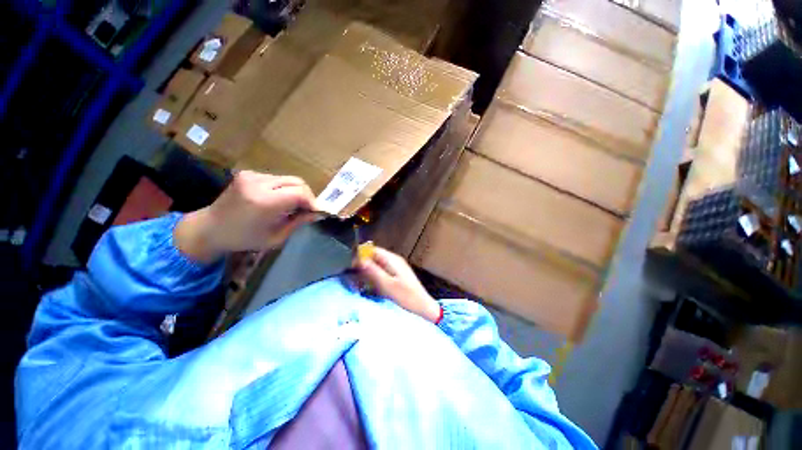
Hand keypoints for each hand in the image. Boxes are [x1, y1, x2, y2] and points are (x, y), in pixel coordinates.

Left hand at [174, 171, 316, 261]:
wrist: (210, 228)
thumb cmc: (243, 239)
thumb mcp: (275, 237)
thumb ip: (298, 222)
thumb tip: (317, 214)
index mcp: (263, 202)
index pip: (300, 193)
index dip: (313, 202)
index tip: (317, 212)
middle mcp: (258, 183)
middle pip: (297, 182)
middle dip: (307, 196)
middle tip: (308, 210)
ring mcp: (252, 175)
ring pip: (289, 179)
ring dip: (296, 192)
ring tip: (293, 206)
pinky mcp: (249, 173)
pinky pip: (278, 179)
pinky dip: (285, 189)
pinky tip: (279, 200)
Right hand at [358, 247, 440, 322]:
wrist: (423, 306)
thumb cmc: (406, 296)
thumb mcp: (387, 285)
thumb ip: (373, 271)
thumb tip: (359, 260)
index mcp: (392, 259)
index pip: (373, 250)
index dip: (361, 255)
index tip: (351, 266)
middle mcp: (394, 260)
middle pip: (375, 257)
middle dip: (364, 265)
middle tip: (354, 278)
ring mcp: (396, 267)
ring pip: (377, 264)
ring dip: (369, 271)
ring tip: (360, 283)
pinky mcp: (397, 274)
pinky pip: (382, 271)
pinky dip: (375, 276)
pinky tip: (372, 286)